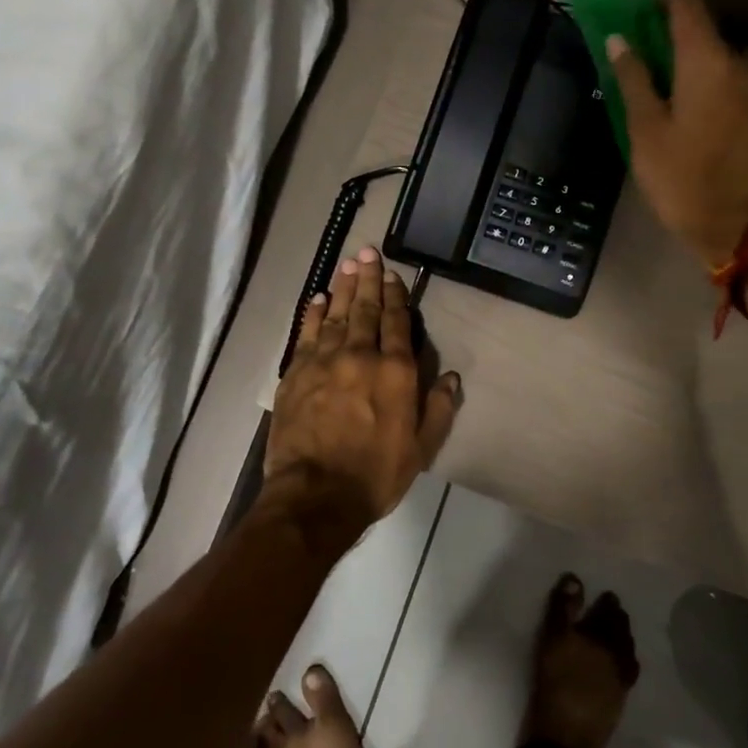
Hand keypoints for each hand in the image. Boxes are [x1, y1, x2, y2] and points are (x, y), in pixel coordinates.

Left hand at [265, 247, 461, 526]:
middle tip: (368, 252)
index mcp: (395, 371)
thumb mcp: (421, 448)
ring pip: (336, 314)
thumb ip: (439, 408)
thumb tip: (451, 376)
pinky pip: (307, 333)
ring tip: (348, 264)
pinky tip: (317, 298)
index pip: (396, 321)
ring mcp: (325, 361)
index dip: (396, 295)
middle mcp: (361, 356)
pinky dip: (313, 313)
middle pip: (365, 308)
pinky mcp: (296, 372)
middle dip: (369, 279)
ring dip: (343, 287)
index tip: (393, 273)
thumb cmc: (375, 474)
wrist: (315, 494)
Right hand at [608, 0, 747, 268]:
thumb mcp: (646, 131)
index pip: (683, 1)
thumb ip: (633, 79)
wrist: (739, 227)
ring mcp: (747, 87)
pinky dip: (688, 67)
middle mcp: (735, 64)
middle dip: (656, 17)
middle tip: (620, 24)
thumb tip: (619, 40)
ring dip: (672, 45)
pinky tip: (663, 85)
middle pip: (696, 23)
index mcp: (708, 63)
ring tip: (636, 58)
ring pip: (706, 50)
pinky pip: (715, 72)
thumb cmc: (684, 180)